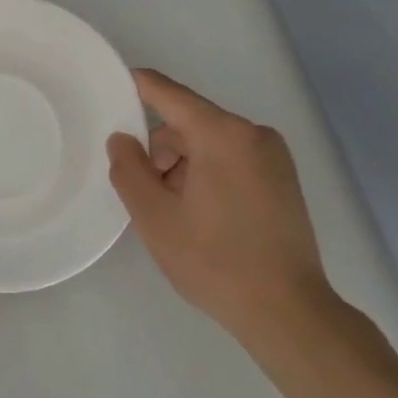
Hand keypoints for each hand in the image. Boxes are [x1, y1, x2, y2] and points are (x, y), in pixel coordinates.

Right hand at [106, 69, 336, 348]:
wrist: (288, 312)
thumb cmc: (214, 260)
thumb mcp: (154, 216)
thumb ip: (128, 169)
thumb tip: (122, 139)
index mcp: (222, 134)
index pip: (168, 94)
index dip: (137, 86)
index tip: (110, 85)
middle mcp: (253, 134)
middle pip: (188, 125)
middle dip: (160, 152)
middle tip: (145, 195)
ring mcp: (274, 157)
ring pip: (208, 145)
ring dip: (182, 168)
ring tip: (175, 215)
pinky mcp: (283, 180)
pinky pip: (231, 161)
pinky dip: (207, 176)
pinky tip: (201, 217)